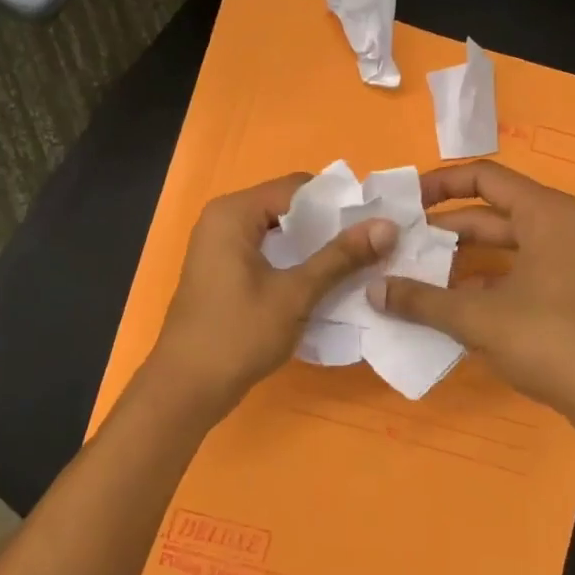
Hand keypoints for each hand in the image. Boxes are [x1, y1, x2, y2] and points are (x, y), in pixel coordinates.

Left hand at [147, 173, 397, 425]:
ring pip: (277, 232)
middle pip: (286, 207)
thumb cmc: (238, 334)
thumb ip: (340, 257)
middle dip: (328, 224)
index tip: (376, 220)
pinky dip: (293, 261)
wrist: (186, 387)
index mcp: (233, 212)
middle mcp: (222, 219)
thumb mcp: (295, 294)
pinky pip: (265, 251)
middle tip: (372, 242)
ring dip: (312, 246)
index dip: (338, 201)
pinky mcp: (222, 270)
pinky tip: (323, 280)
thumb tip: (387, 226)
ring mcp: (219, 246)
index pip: (296, 187)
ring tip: (356, 260)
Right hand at [369, 160, 574, 429]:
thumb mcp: (477, 318)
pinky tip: (452, 303)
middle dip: (444, 229)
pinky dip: (486, 280)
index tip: (404, 204)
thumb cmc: (550, 342)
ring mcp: (573, 259)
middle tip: (401, 245)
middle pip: (492, 212)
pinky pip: (521, 269)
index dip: (438, 185)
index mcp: (546, 213)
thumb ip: (421, 300)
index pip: (483, 177)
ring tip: (417, 274)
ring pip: (505, 244)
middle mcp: (563, 225)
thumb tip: (373, 290)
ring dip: (462, 258)